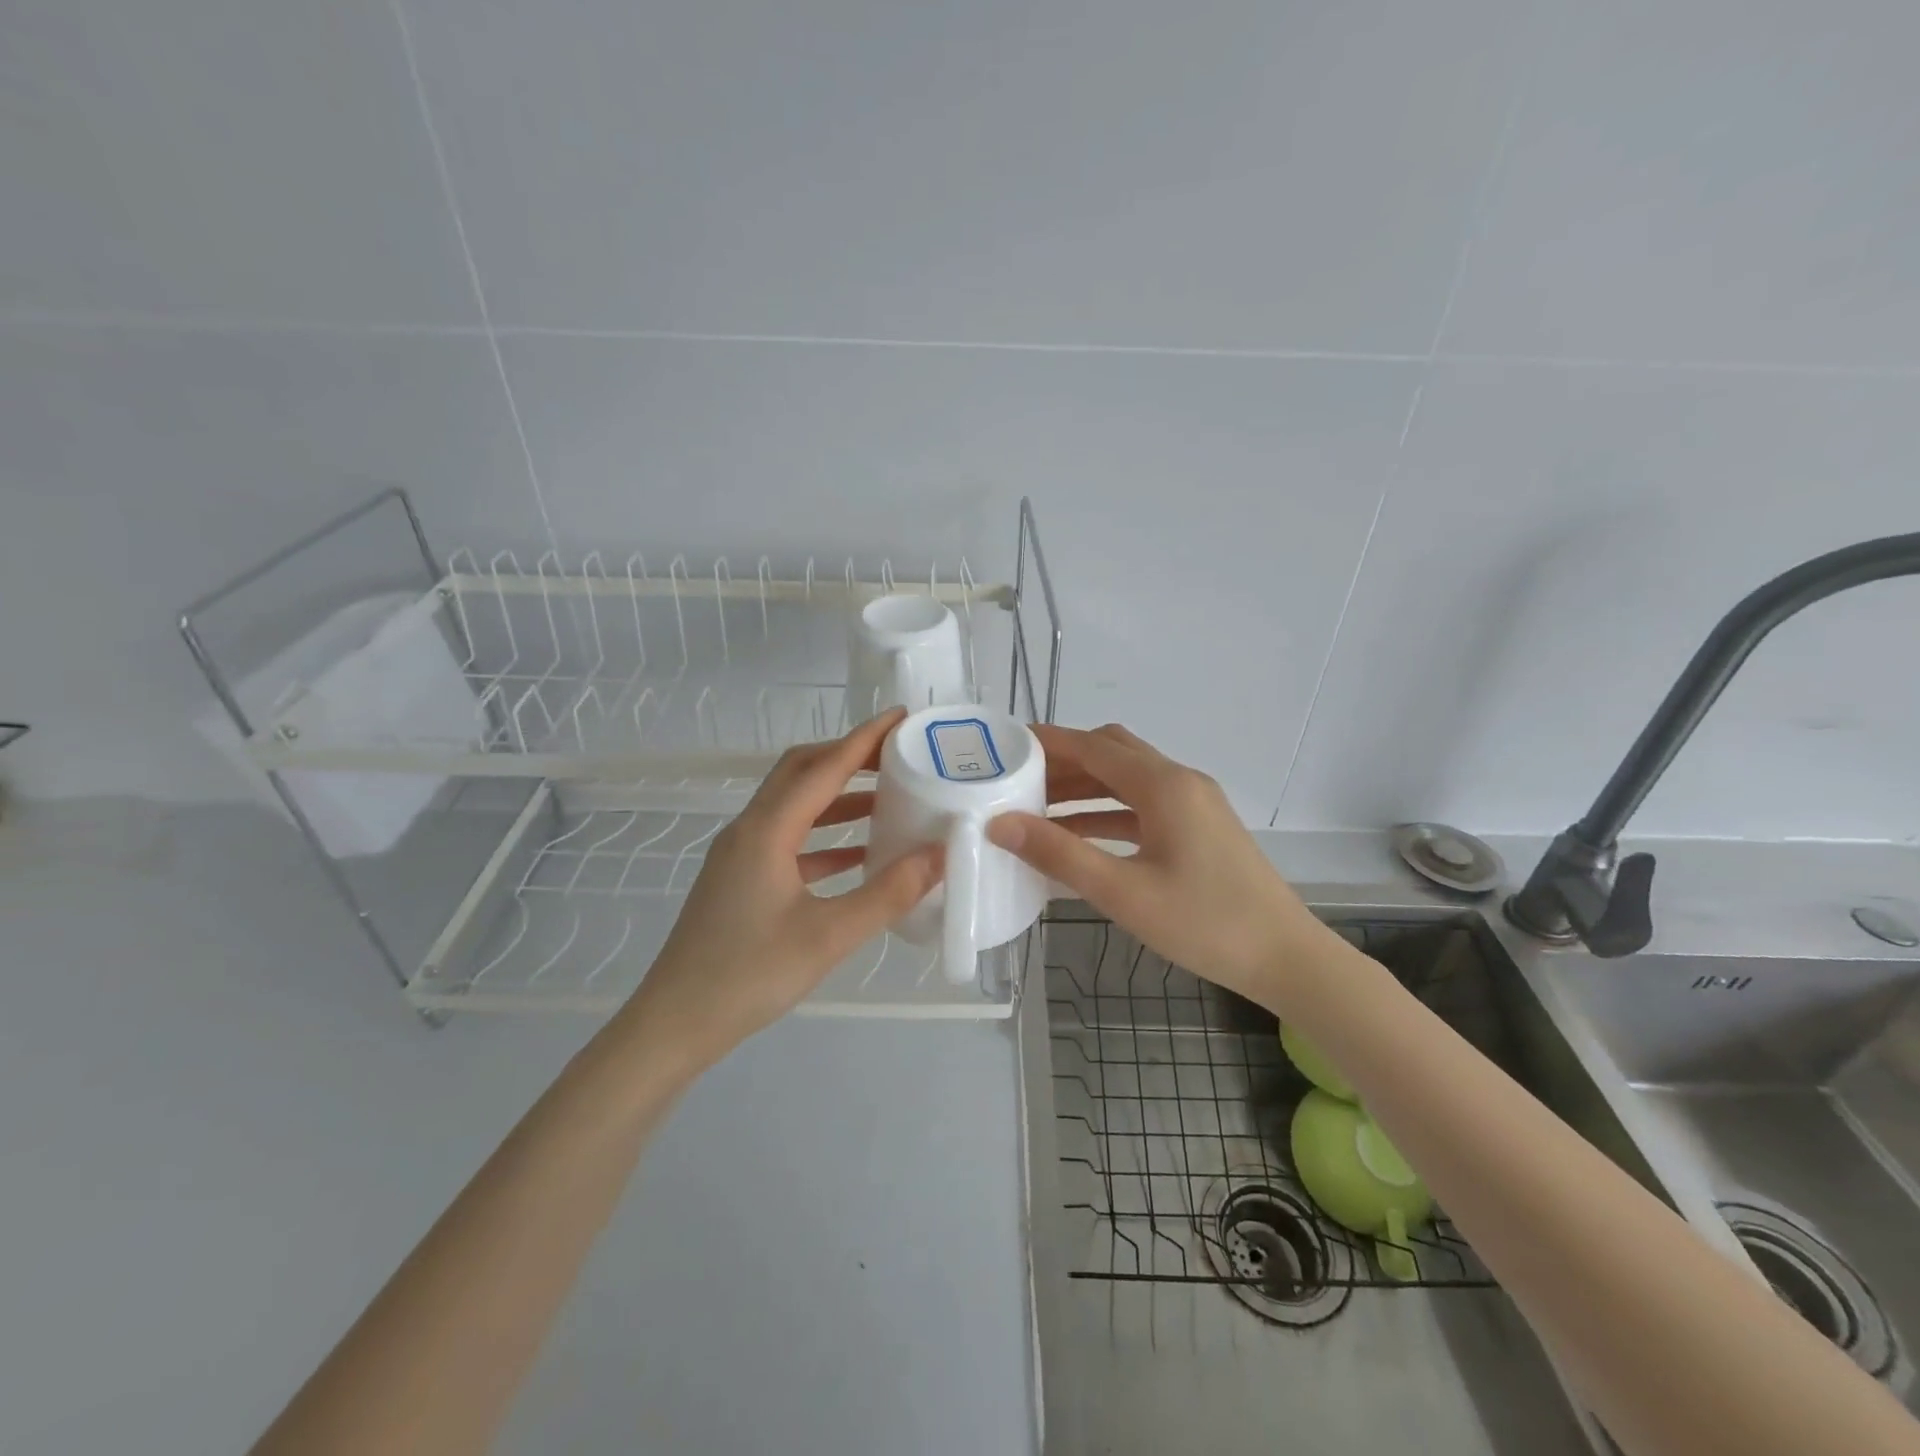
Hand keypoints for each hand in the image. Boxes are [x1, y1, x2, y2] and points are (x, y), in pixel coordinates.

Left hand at [621, 708, 942, 1062]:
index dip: (864, 739)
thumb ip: (887, 893)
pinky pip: (790, 840)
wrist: (675, 1024)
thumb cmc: (750, 975)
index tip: (901, 717)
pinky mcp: (741, 879)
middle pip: (801, 772)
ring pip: (795, 806)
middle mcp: (750, 829)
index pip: (823, 768)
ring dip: (838, 797)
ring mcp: (741, 854)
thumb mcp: (829, 936)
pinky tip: (858, 855)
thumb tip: (938, 854)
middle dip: (848, 757)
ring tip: (888, 799)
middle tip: (896, 755)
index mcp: (766, 830)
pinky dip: (825, 837)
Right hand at [987, 723, 1326, 1006]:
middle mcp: (1179, 781)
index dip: (1048, 742)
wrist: (1285, 958)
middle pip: (1111, 753)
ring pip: (1127, 779)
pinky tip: (1078, 837)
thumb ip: (1059, 854)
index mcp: (1163, 785)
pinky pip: (1142, 805)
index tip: (1005, 745)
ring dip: (1084, 788)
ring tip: (1036, 808)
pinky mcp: (1199, 827)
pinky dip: (1107, 812)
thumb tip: (1000, 824)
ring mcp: (1194, 803)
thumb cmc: (1204, 923)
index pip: (1093, 746)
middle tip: (1017, 779)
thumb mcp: (1123, 892)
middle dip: (1063, 761)